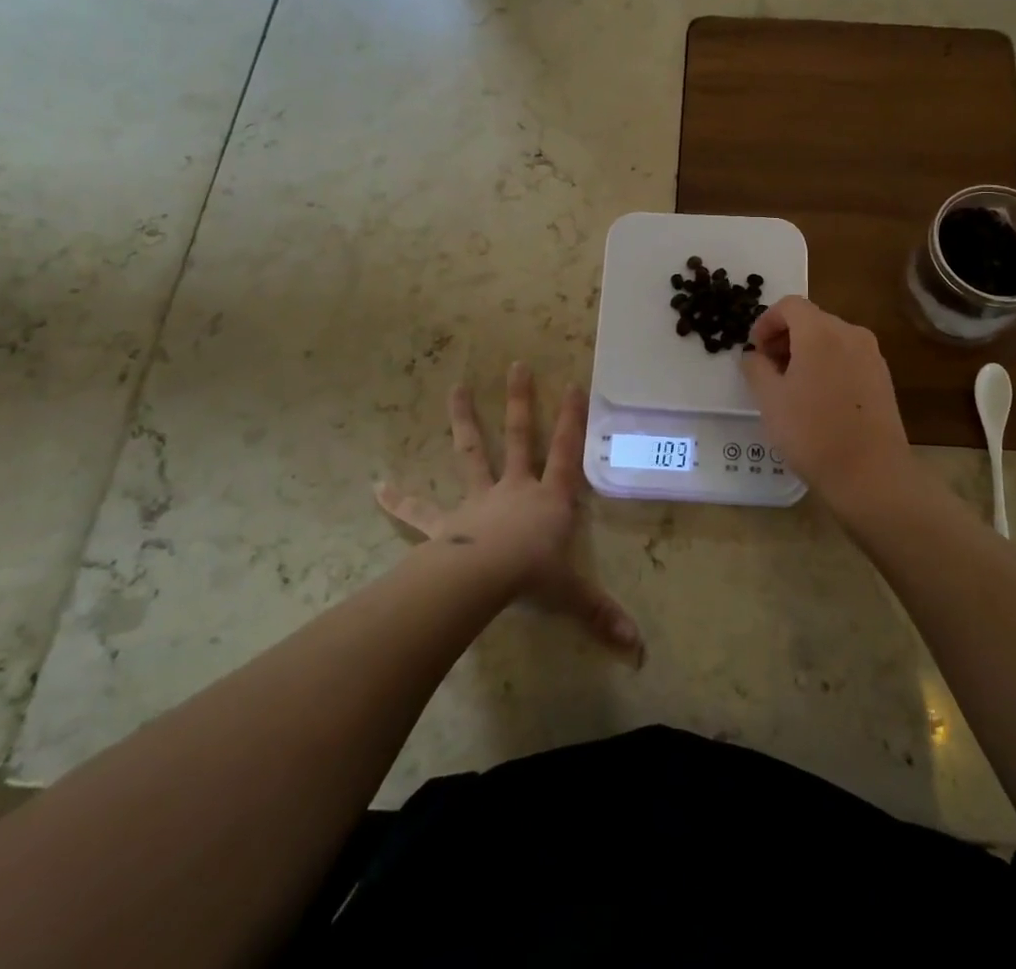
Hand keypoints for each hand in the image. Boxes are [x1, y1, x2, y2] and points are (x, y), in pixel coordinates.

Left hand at [376, 363, 642, 660]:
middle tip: (517, 365)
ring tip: (455, 388)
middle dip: (520, 402)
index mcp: (549, 499)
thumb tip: (639, 649)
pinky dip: (399, 499)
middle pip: (520, 438)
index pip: (567, 453)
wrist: (482, 580)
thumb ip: (602, 615)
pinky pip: (420, 510)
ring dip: (464, 421)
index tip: (574, 385)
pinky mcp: (446, 524)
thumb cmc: (533, 577)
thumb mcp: (572, 594)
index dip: (573, 420)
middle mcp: (515, 489)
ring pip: (472, 452)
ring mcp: (478, 501)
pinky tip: (376, 486)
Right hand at [740, 296, 914, 523]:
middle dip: (785, 337)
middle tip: (767, 369)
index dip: (766, 322)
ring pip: (831, 339)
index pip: (790, 305)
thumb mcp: (770, 400)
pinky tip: (818, 399)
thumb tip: (754, 356)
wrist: (871, 475)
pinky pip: (848, 357)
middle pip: (812, 319)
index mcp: (821, 332)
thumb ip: (755, 368)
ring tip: (791, 387)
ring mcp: (872, 355)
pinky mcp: (883, 378)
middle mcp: (851, 334)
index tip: (755, 350)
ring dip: (806, 351)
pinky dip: (828, 364)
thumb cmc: (812, 433)